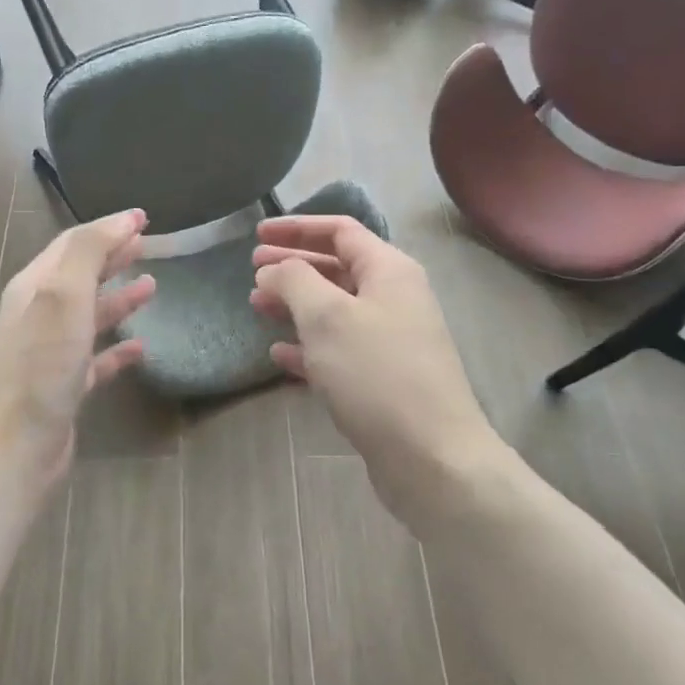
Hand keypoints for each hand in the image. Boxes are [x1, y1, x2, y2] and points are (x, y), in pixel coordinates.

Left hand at [0, 208, 155, 484]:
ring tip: (152, 287)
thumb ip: (89, 252)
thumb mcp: (64, 295)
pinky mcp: (65, 387)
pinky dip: (117, 348)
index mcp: (34, 287)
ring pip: (90, 315)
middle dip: (112, 257)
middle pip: (81, 276)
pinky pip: (96, 359)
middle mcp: (39, 315)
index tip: (143, 218)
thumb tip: (121, 220)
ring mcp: (51, 352)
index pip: (74, 244)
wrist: (16, 444)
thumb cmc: (41, 364)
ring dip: (119, 298)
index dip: (107, 228)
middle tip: (147, 244)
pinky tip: (140, 347)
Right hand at [250, 215, 508, 538]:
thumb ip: (294, 280)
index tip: (257, 233)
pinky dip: (308, 346)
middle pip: (337, 268)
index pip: (340, 231)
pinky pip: (339, 349)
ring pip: (334, 310)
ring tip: (256, 306)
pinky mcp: (382, 379)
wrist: (432, 457)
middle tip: (252, 270)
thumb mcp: (327, 317)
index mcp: (389, 271)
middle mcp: (394, 298)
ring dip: (295, 305)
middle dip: (293, 266)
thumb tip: (273, 269)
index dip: (297, 227)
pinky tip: (278, 354)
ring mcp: (390, 341)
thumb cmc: (376, 373)